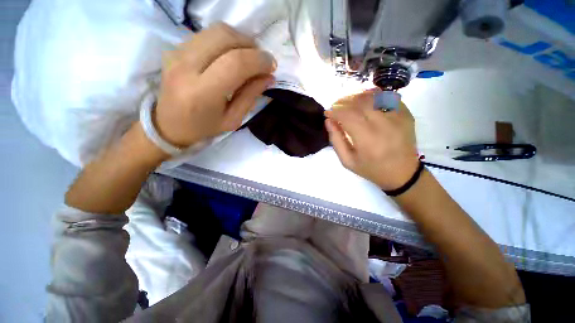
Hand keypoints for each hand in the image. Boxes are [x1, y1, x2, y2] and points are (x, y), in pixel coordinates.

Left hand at [154, 23, 276, 147]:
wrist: (168, 125)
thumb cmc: (204, 128)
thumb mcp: (233, 120)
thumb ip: (250, 96)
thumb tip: (269, 77)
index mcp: (202, 92)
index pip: (235, 63)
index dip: (258, 60)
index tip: (271, 66)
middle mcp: (186, 67)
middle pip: (225, 37)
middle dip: (251, 45)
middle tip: (261, 60)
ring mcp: (176, 53)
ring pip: (216, 30)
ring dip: (240, 40)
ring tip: (249, 57)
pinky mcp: (174, 48)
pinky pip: (206, 35)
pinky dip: (226, 41)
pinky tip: (231, 56)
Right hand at [324, 90, 419, 190]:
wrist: (402, 173)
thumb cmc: (371, 169)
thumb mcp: (347, 161)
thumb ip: (336, 140)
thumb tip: (328, 121)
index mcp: (368, 140)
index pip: (348, 116)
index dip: (335, 111)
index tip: (327, 113)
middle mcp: (384, 125)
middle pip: (360, 102)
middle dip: (343, 101)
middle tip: (335, 106)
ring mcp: (398, 117)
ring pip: (374, 96)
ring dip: (357, 96)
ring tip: (348, 103)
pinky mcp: (406, 114)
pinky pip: (387, 96)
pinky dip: (373, 95)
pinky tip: (365, 101)